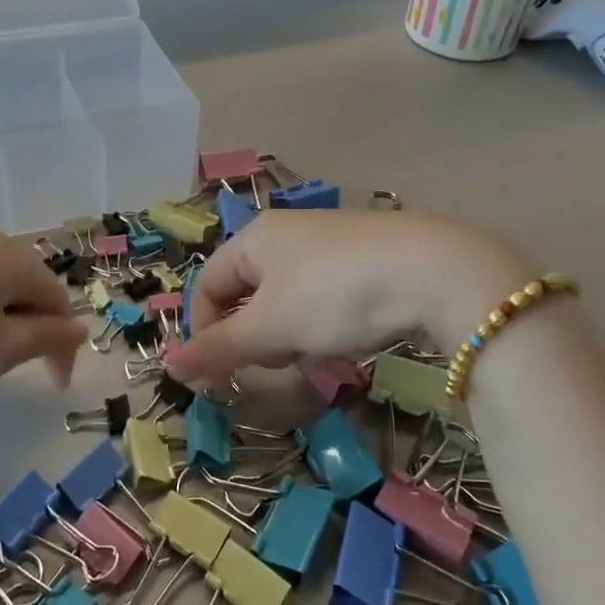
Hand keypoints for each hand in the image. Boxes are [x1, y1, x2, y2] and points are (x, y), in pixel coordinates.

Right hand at [163, 210, 535, 387]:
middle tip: (272, 363)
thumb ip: (218, 348)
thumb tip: (168, 367)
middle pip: (244, 290)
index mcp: (254, 236)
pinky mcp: (364, 256)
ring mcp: (328, 241)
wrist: (436, 272)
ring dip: (285, 332)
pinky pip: (321, 293)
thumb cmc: (336, 295)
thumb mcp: (271, 327)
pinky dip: (319, 322)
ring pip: (284, 296)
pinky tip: (343, 337)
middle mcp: (286, 231)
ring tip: (311, 353)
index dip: (203, 331)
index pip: (206, 284)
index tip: (219, 373)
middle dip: (249, 334)